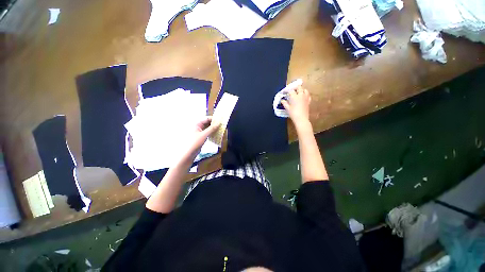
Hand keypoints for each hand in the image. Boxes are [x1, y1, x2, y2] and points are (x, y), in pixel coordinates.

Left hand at [182, 116, 219, 159]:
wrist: (189, 153)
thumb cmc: (195, 142)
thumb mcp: (204, 135)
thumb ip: (212, 128)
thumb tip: (219, 122)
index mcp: (197, 123)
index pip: (207, 118)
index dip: (214, 119)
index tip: (221, 121)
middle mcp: (198, 126)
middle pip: (208, 122)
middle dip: (215, 124)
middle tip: (222, 126)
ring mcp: (200, 131)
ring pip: (208, 127)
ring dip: (214, 128)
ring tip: (221, 129)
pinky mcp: (201, 136)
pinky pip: (208, 132)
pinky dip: (212, 132)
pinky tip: (217, 134)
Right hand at [281, 86, 310, 125]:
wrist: (301, 119)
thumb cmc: (293, 113)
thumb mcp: (287, 108)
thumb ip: (284, 103)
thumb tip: (282, 100)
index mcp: (294, 96)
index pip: (291, 91)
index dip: (287, 91)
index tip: (285, 92)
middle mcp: (300, 95)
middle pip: (299, 88)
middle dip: (295, 88)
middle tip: (292, 91)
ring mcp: (305, 98)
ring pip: (305, 90)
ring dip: (301, 90)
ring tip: (298, 93)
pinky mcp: (308, 101)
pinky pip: (308, 95)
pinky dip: (305, 95)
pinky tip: (303, 97)